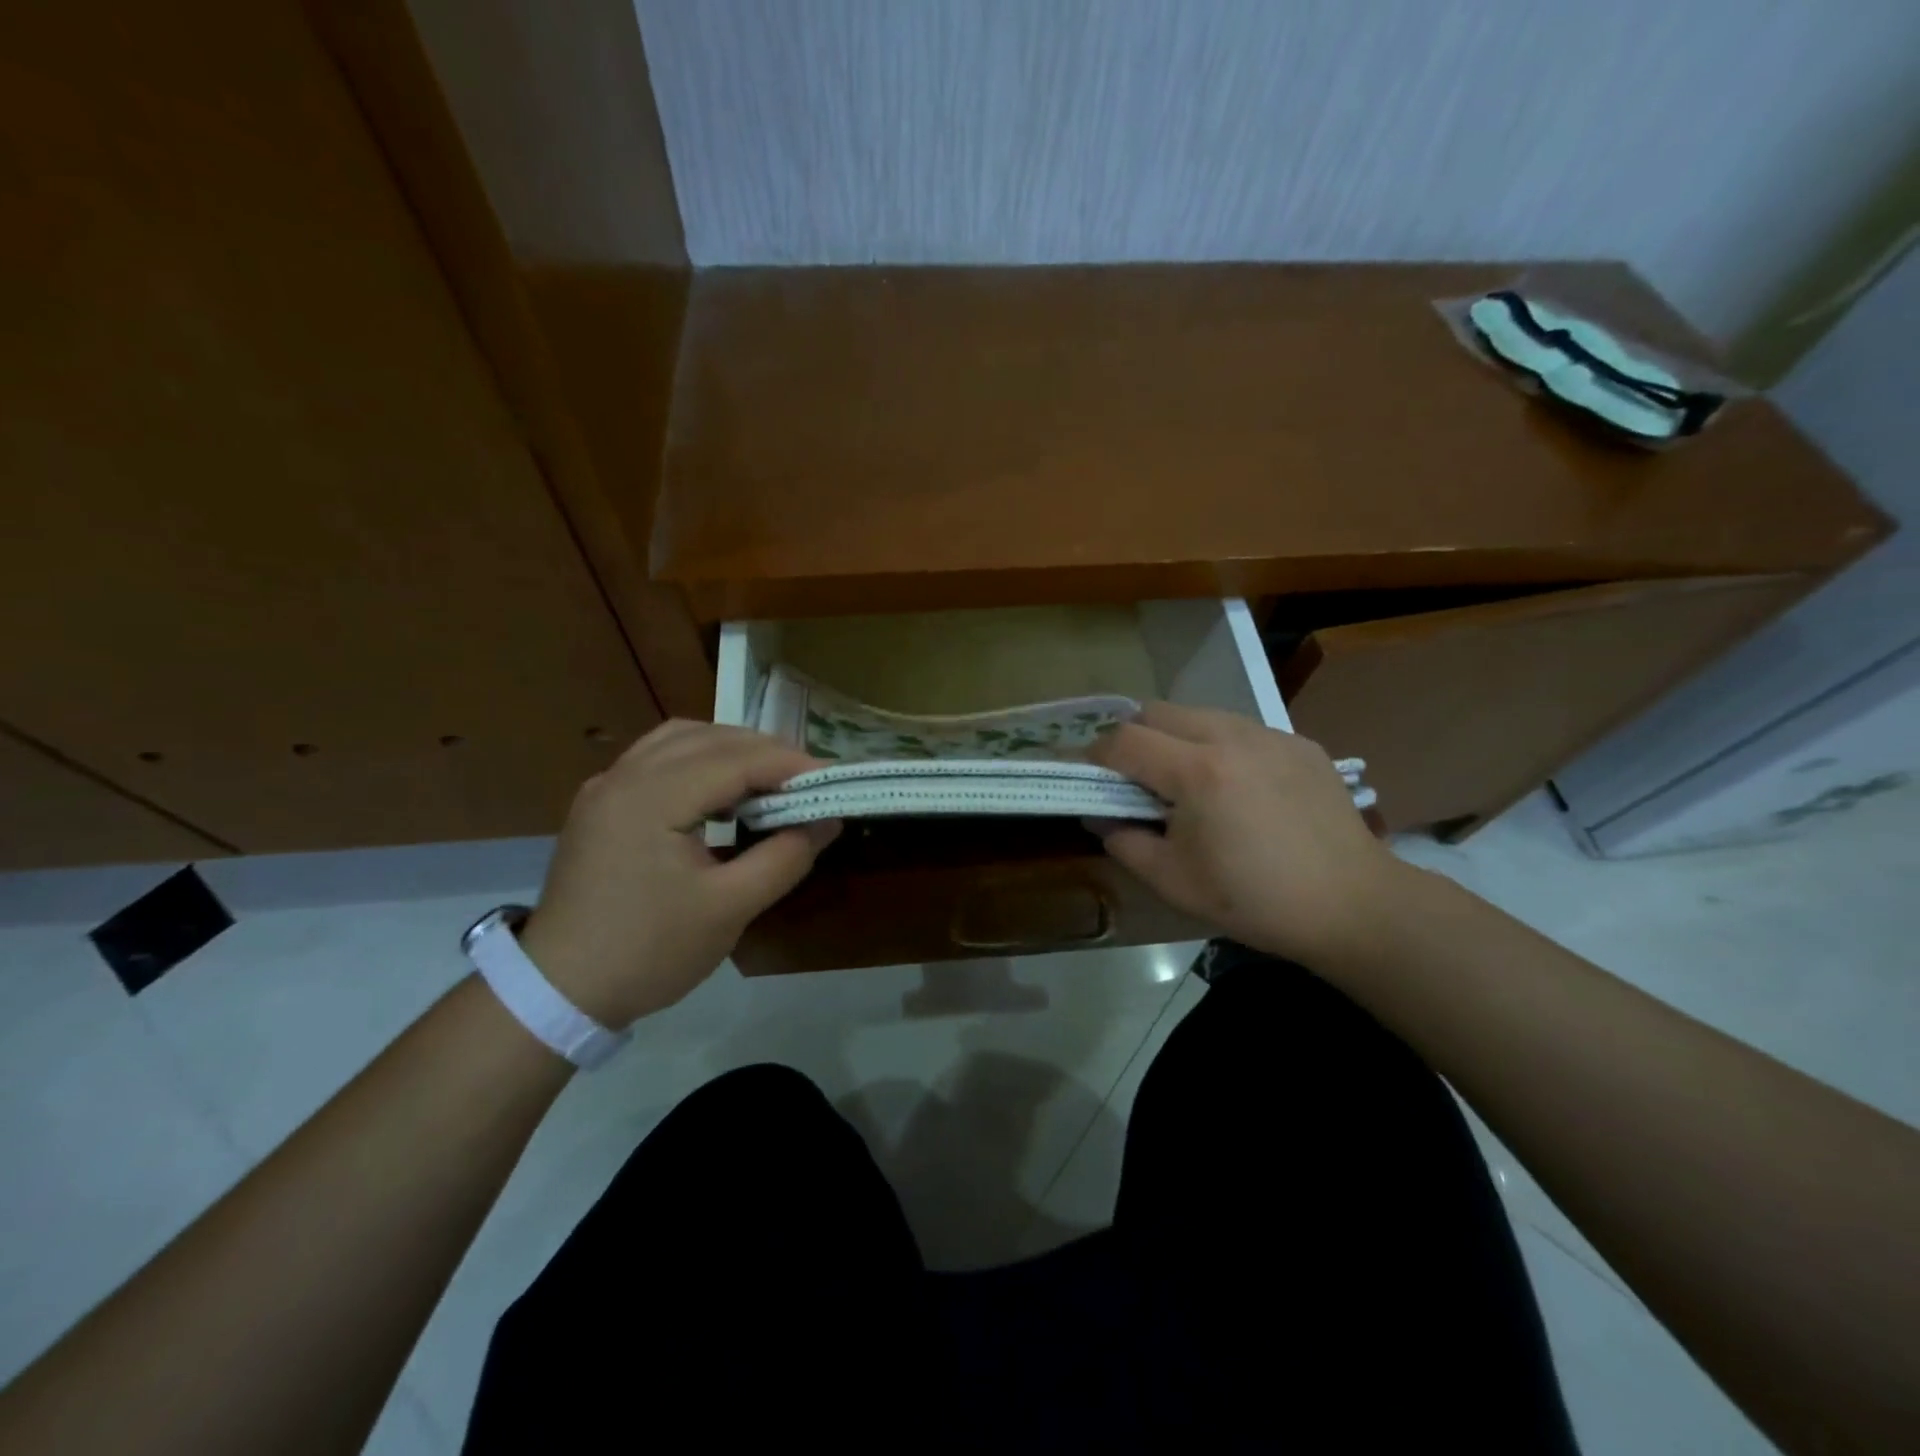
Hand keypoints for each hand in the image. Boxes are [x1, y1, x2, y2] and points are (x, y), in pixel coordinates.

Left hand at [517, 721, 838, 1027]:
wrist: (557, 993)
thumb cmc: (648, 952)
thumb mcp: (729, 910)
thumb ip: (785, 857)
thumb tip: (828, 821)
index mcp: (651, 797)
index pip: (736, 759)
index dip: (790, 765)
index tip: (833, 780)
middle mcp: (624, 776)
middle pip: (710, 738)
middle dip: (766, 752)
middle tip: (809, 781)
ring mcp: (606, 787)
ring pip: (681, 739)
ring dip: (731, 749)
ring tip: (769, 779)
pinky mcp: (600, 804)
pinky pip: (658, 758)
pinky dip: (699, 759)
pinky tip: (720, 789)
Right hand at [1088, 702, 1403, 967]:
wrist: (1353, 905)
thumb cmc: (1255, 900)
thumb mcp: (1174, 882)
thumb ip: (1124, 841)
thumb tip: (1100, 816)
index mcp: (1197, 772)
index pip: (1124, 739)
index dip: (1096, 754)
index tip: (1089, 774)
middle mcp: (1231, 737)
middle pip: (1158, 711)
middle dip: (1133, 737)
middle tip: (1134, 777)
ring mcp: (1271, 735)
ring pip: (1200, 713)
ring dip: (1177, 737)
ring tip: (1186, 781)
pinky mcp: (1300, 743)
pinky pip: (1241, 729)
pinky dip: (1220, 746)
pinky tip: (1236, 788)